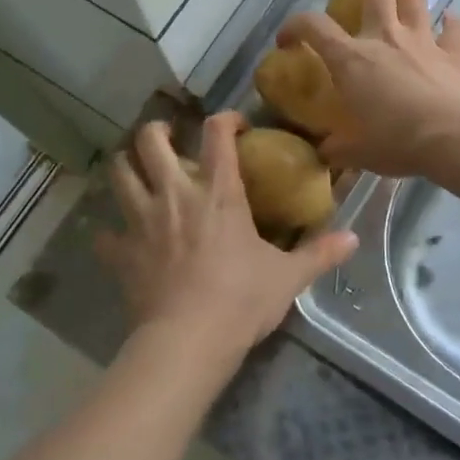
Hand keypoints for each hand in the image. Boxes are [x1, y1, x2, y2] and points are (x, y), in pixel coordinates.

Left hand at [95, 115, 357, 364]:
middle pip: (151, 141)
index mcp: (218, 192)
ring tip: (137, 169)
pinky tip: (120, 238)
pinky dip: (110, 232)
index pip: (218, 134)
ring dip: (126, 165)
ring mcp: (142, 221)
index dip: (225, 119)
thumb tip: (354, 239)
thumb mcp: (289, 277)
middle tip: (170, 139)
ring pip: (119, 173)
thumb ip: (320, 253)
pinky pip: (105, 234)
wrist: (189, 339)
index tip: (235, 125)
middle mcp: (175, 194)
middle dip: (157, 131)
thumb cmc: (242, 300)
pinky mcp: (122, 252)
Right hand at [278, 0, 459, 176]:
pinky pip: (453, 31)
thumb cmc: (396, 141)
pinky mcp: (451, 55)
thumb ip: (338, 148)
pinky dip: (452, 21)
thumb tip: (326, 154)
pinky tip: (452, 14)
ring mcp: (421, 42)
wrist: (452, 137)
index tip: (287, 39)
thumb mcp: (356, 151)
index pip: (314, 28)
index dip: (295, 26)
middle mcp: (384, 38)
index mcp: (352, 59)